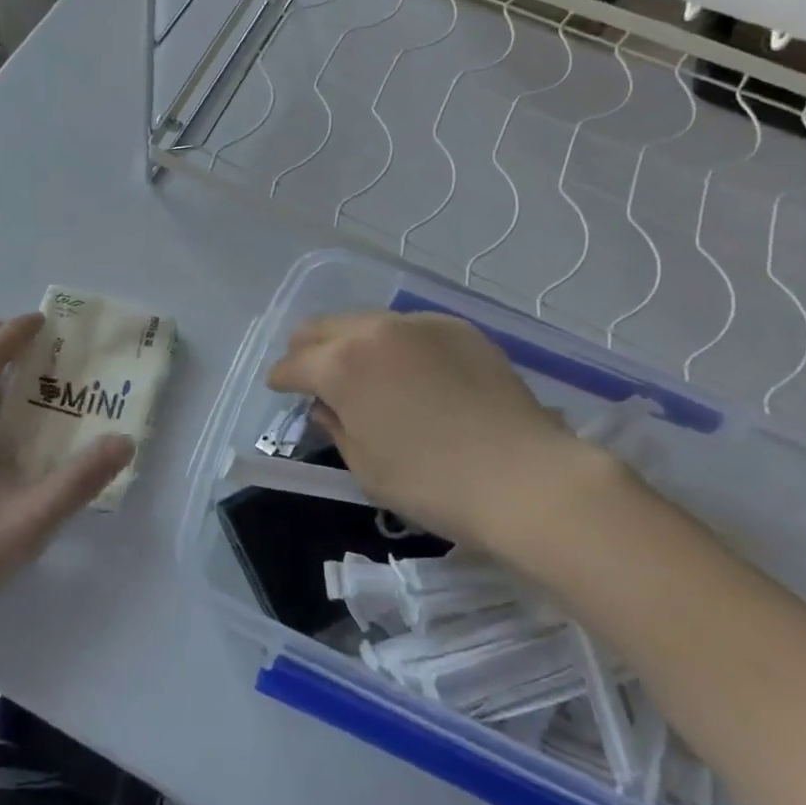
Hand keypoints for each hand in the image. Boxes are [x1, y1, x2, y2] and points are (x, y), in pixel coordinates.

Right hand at [266, 311, 628, 574]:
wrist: (527, 478)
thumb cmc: (433, 484)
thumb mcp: (367, 467)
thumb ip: (336, 427)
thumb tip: (325, 405)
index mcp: (343, 365)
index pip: (293, 363)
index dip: (280, 378)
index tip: (279, 388)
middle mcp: (375, 331)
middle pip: (322, 326)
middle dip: (307, 348)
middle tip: (310, 372)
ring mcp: (419, 324)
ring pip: (365, 320)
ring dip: (350, 341)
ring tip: (360, 370)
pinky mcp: (457, 327)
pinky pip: (409, 327)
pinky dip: (394, 343)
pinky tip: (410, 370)